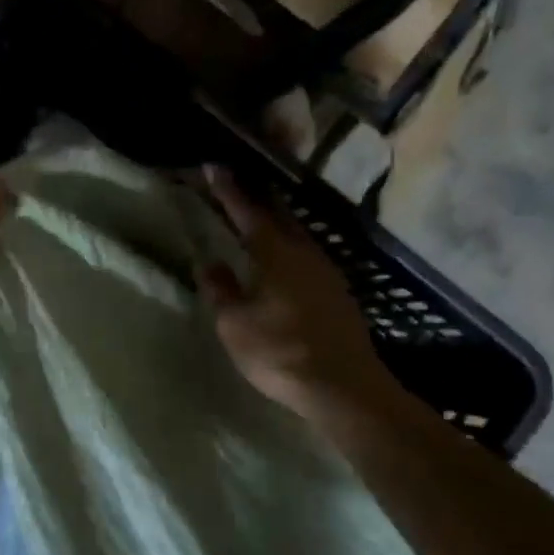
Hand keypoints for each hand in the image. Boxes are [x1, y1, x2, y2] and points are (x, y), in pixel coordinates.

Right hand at [201, 169, 401, 422]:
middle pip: (278, 216)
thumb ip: (221, 290)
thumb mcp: (235, 324)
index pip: (248, 212)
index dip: (229, 190)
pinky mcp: (337, 293)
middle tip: (235, 185)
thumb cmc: (280, 352)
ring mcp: (326, 273)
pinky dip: (288, 246)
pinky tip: (281, 258)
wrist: (344, 387)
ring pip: (296, 235)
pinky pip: (306, 255)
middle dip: (255, 199)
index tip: (214, 166)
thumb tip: (209, 263)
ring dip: (274, 222)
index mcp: (276, 254)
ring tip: (255, 218)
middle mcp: (305, 253)